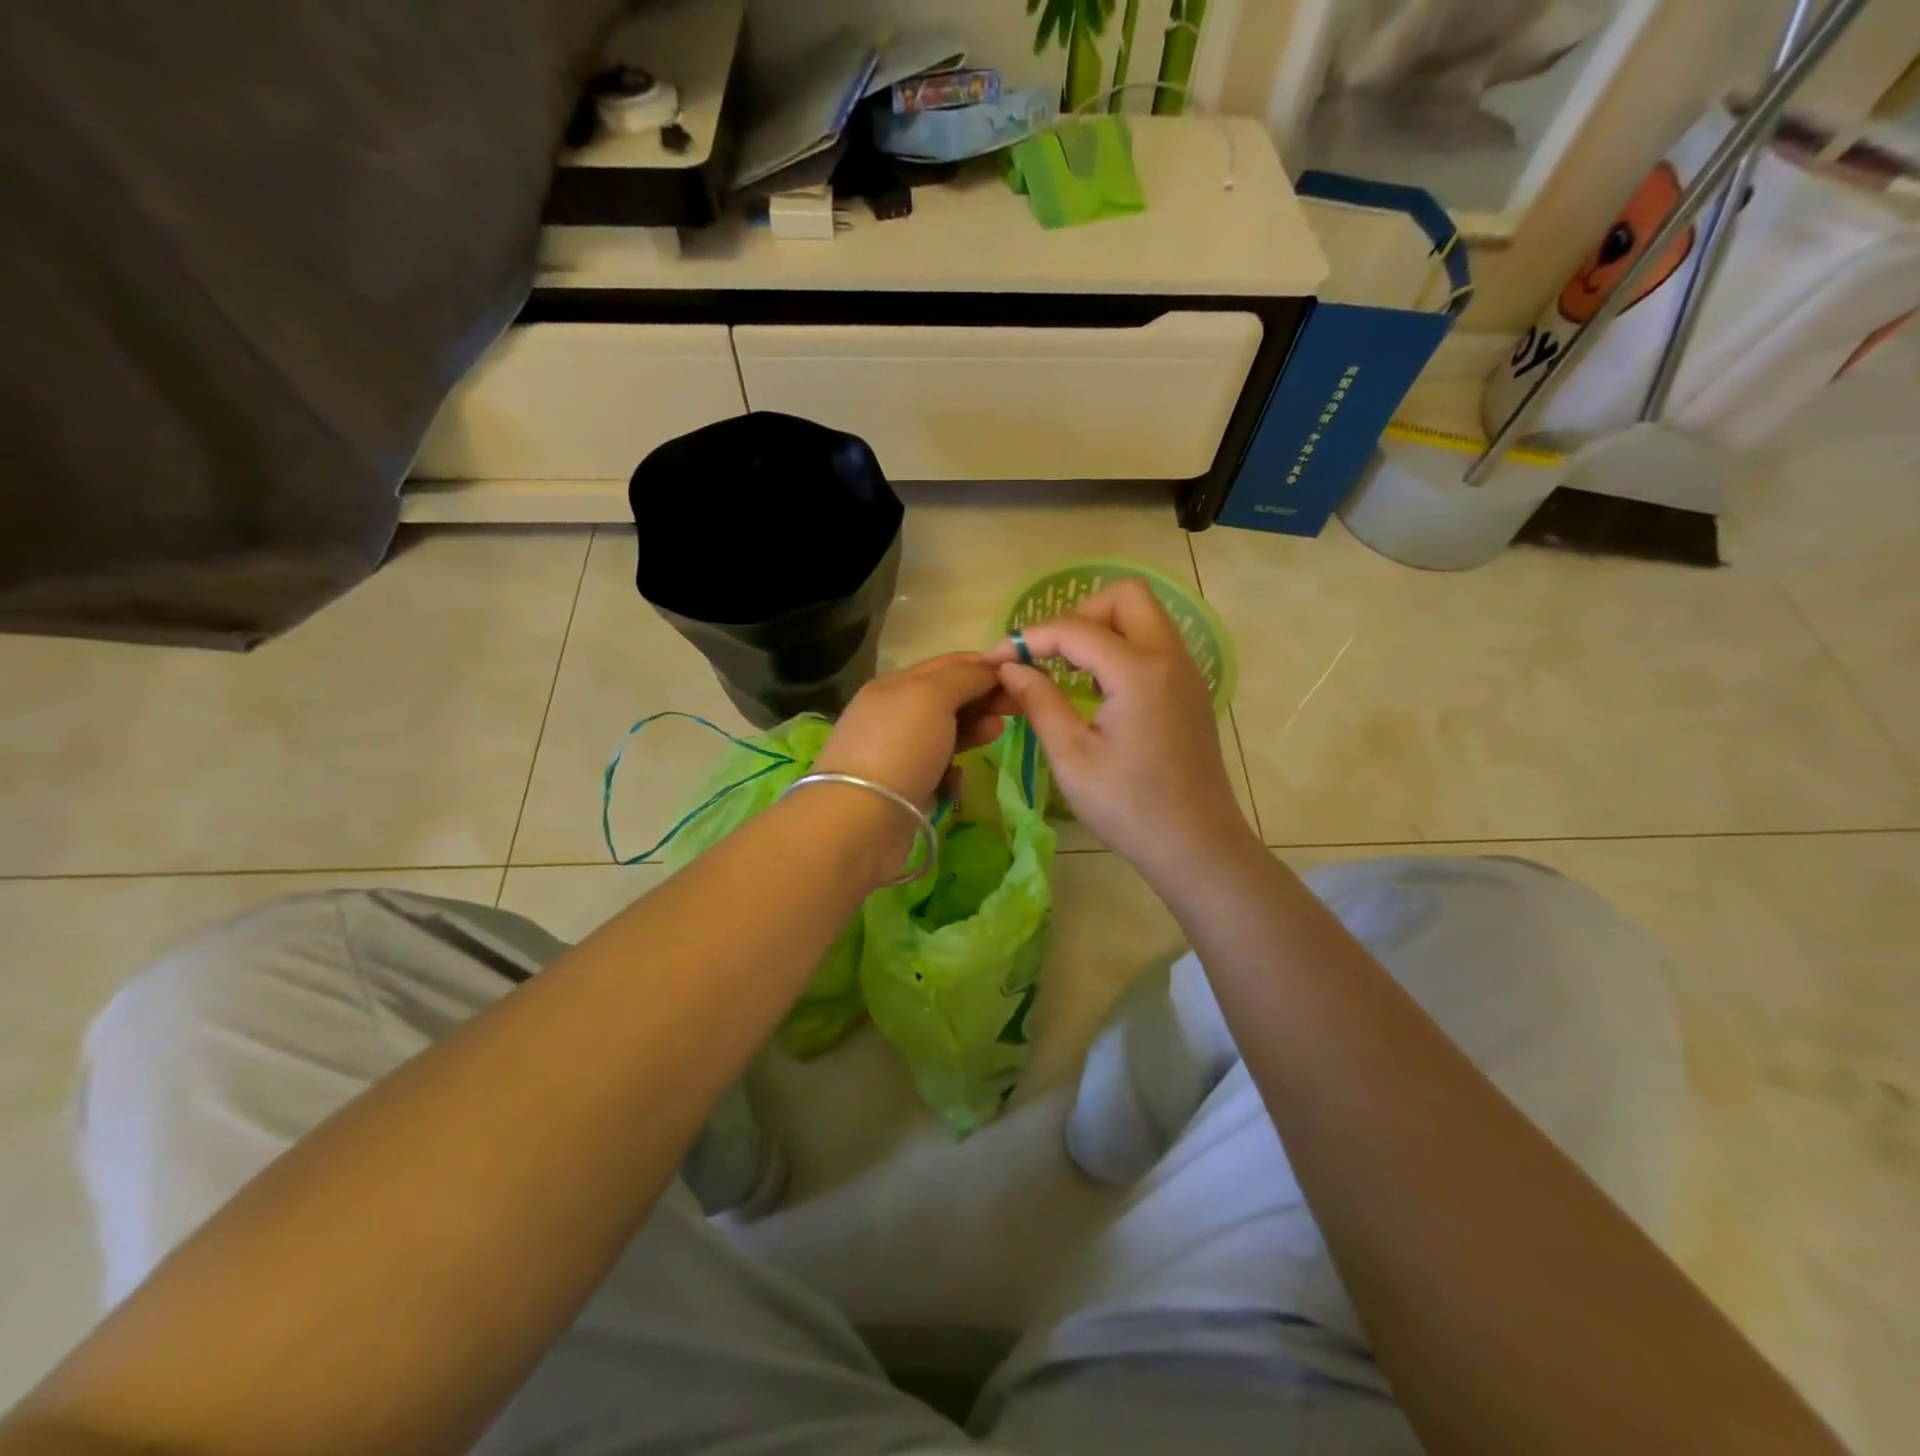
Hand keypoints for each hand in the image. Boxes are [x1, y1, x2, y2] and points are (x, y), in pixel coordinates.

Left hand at [812, 652, 1007, 809]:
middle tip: (1018, 707)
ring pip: (944, 735)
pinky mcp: (903, 790)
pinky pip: (937, 772)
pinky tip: (956, 779)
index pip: (947, 665)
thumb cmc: (900, 747)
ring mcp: (897, 754)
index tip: (1021, 675)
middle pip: (947, 699)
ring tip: (995, 733)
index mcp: (894, 685)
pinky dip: (951, 772)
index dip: (984, 666)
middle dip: (982, 699)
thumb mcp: (932, 696)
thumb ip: (964, 677)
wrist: (861, 820)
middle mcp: (893, 716)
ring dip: (972, 731)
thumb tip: (990, 667)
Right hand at [984, 579, 1258, 889]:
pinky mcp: (1190, 691)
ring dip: (1103, 629)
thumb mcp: (1072, 757)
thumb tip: (1010, 668)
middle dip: (1079, 614)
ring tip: (1069, 671)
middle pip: (1125, 596)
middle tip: (1051, 655)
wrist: (1197, 846)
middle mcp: (1170, 657)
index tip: (994, 659)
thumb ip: (1039, 702)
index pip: (1075, 629)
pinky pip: (1155, 644)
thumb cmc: (1130, 807)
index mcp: (1139, 671)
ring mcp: (1187, 672)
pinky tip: (1099, 690)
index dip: (1028, 638)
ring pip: (1145, 616)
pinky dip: (1123, 649)